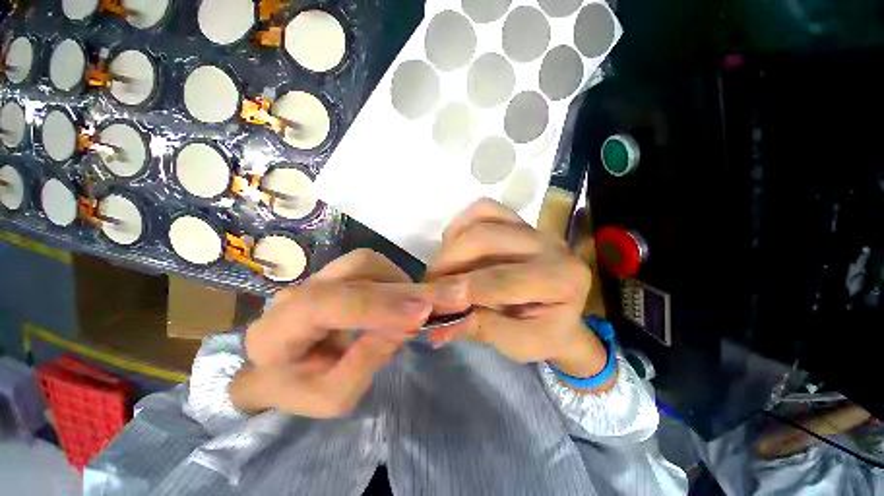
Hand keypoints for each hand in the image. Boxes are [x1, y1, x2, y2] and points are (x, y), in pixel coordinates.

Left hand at [231, 249, 464, 417]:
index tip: (421, 313)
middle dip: (403, 290)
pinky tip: (402, 297)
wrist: (278, 370)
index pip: (327, 304)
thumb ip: (367, 360)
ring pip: (364, 261)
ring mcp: (316, 278)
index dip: (377, 305)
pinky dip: (393, 277)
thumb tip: (409, 323)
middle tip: (448, 297)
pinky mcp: (334, 274)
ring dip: (398, 280)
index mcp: (277, 332)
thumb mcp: (333, 396)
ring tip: (420, 304)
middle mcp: (295, 293)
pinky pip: (369, 264)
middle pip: (354, 274)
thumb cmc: (299, 390)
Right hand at [426, 199, 611, 386]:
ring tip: (441, 269)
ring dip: (452, 243)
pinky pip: (484, 210)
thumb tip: (434, 328)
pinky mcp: (518, 220)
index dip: (461, 288)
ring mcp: (532, 227)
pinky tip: (455, 249)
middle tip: (430, 285)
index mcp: (562, 280)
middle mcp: (550, 244)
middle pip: (486, 238)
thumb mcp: (517, 344)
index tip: (431, 301)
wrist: (560, 313)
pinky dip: (461, 226)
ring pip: (482, 217)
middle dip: (449, 261)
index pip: (503, 278)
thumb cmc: (544, 334)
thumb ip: (478, 330)